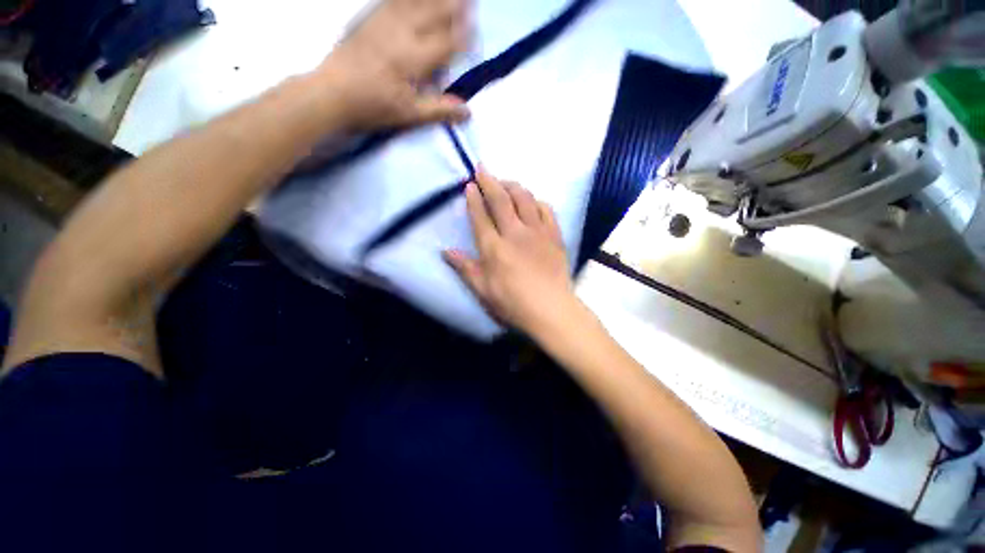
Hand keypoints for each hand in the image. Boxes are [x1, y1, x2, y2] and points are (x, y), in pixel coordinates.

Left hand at [318, 0, 470, 130]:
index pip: (447, 43)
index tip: (476, 32)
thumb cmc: (374, 106)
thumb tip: (468, 112)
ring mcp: (384, 20)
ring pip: (415, 1)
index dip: (464, 37)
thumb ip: (439, 110)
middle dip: (454, 6)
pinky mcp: (370, 17)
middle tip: (470, 1)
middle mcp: (402, 32)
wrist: (332, 92)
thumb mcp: (410, 114)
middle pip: (434, 13)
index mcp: (414, 58)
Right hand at [444, 169, 581, 336]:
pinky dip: (536, 201)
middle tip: (482, 169)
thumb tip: (445, 251)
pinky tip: (532, 201)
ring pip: (524, 199)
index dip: (473, 199)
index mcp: (494, 248)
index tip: (469, 185)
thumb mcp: (483, 290)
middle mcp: (515, 233)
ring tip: (505, 182)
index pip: (480, 216)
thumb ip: (465, 268)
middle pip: (501, 200)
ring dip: (513, 186)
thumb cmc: (513, 304)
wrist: (551, 310)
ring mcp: (537, 232)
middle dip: (489, 181)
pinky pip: (546, 210)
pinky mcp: (554, 236)